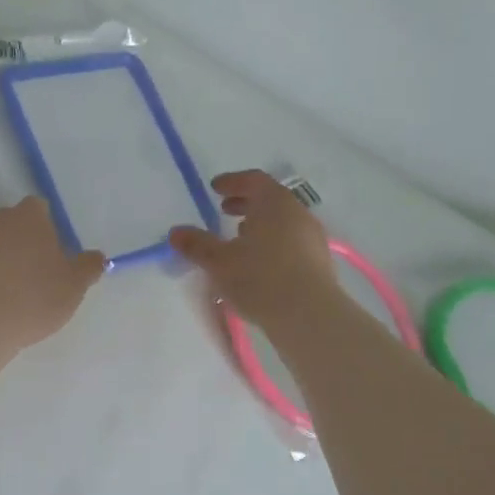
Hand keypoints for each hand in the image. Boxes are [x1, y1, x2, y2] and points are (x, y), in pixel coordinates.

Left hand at [0, 197, 105, 350]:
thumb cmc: (36, 293)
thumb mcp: (75, 283)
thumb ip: (89, 266)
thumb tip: (97, 257)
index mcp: (31, 214)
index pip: (43, 208)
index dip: (53, 228)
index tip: (62, 251)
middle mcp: (3, 221)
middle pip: (22, 226)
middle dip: (34, 242)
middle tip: (50, 269)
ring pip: (5, 246)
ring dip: (17, 260)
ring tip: (31, 288)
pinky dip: (2, 276)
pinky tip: (12, 299)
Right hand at [169, 170, 343, 327]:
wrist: (308, 315)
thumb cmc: (260, 278)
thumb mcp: (219, 262)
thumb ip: (197, 244)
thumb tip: (175, 232)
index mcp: (274, 203)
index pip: (254, 180)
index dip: (233, 181)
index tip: (215, 188)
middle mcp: (297, 214)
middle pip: (270, 199)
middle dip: (246, 202)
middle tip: (224, 210)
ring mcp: (312, 237)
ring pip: (282, 221)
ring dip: (260, 224)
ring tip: (239, 238)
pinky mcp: (319, 261)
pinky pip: (291, 241)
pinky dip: (272, 242)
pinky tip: (259, 262)